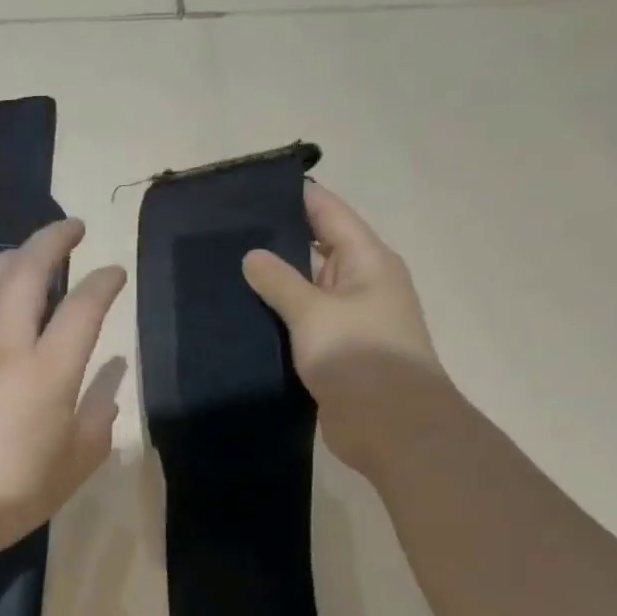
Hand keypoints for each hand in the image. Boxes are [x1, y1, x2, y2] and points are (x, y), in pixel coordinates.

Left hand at [0, 220, 126, 561]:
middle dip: (52, 240)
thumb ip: (97, 423)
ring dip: (8, 258)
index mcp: (47, 372)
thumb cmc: (6, 495)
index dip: (104, 282)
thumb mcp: (71, 469)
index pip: (83, 308)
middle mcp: (4, 347)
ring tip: (24, 254)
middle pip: (27, 273)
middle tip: (71, 228)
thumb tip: (108, 385)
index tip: (114, 272)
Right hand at [242, 182, 443, 470]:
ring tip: (224, 270)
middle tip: (225, 233)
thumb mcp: (314, 312)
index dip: (297, 197)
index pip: (330, 213)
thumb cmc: (359, 357)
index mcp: (368, 261)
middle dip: (277, 240)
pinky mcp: (336, 352)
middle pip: (317, 249)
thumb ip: (279, 281)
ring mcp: (349, 320)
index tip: (254, 188)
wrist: (392, 427)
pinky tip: (242, 315)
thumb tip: (252, 255)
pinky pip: (302, 324)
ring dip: (275, 283)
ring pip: (307, 289)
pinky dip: (278, 318)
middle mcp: (361, 284)